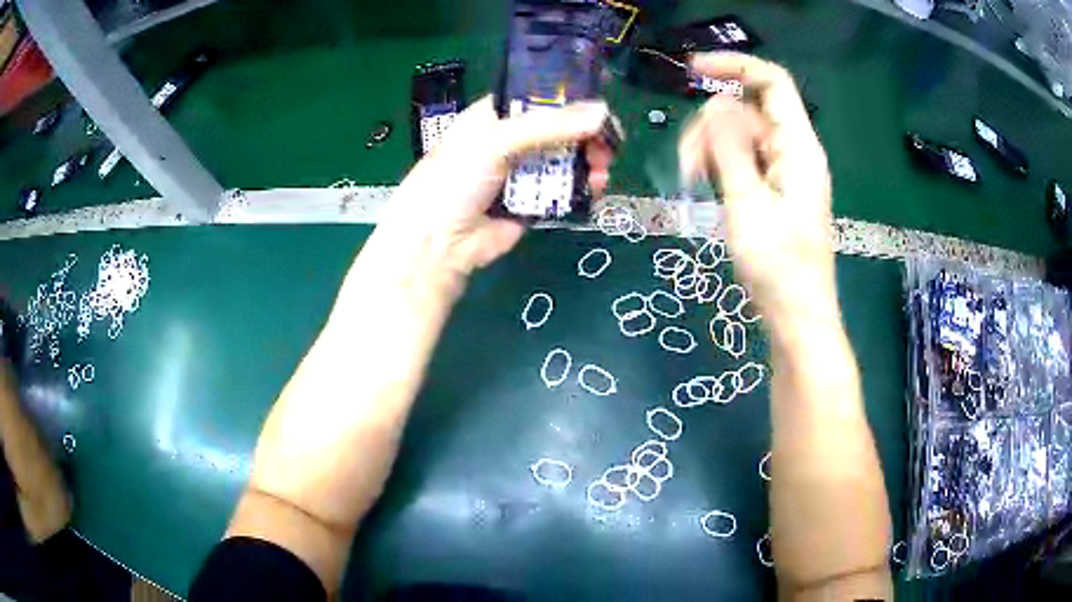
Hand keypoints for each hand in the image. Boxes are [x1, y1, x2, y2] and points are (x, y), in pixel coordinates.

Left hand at [375, 96, 614, 282]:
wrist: (440, 242)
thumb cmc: (456, 178)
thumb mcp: (498, 140)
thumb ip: (550, 125)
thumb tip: (603, 112)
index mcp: (495, 115)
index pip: (540, 97)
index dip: (571, 99)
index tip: (601, 106)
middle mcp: (511, 139)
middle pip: (559, 129)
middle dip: (587, 135)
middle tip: (607, 144)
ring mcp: (522, 172)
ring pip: (566, 159)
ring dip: (589, 161)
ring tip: (602, 169)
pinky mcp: (532, 202)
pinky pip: (564, 189)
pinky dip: (583, 186)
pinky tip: (596, 187)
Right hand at [678, 53, 834, 321]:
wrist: (797, 317)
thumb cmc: (778, 268)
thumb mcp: (748, 205)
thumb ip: (730, 149)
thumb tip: (716, 102)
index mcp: (798, 148)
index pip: (772, 82)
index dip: (735, 65)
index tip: (692, 71)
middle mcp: (793, 151)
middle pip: (747, 110)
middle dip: (710, 125)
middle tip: (687, 164)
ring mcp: (784, 171)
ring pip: (740, 135)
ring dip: (710, 148)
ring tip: (692, 181)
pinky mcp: (774, 189)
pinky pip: (743, 159)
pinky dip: (720, 165)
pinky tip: (706, 186)